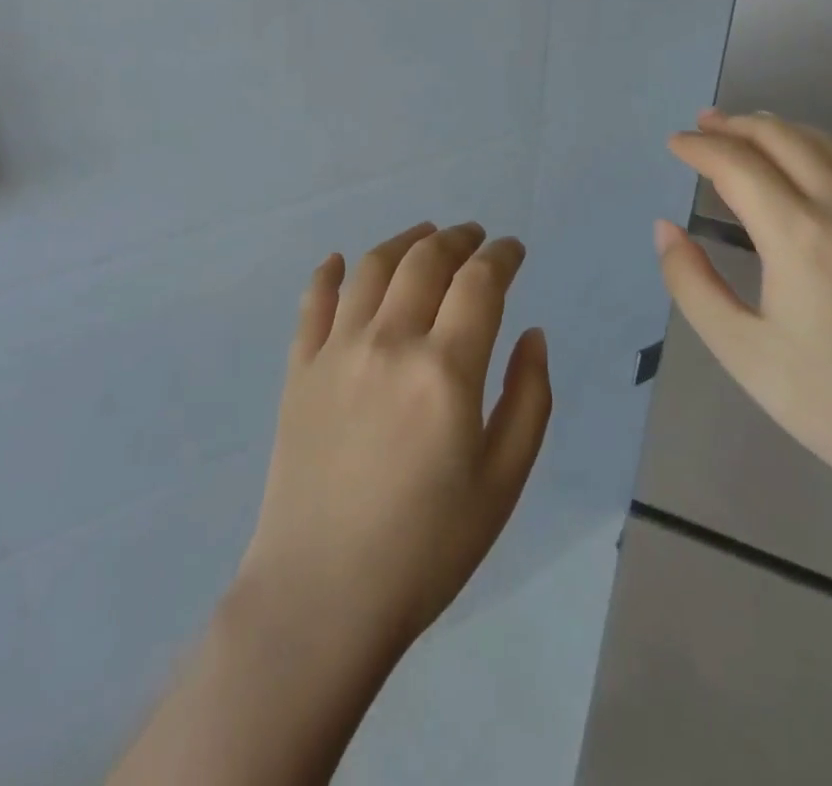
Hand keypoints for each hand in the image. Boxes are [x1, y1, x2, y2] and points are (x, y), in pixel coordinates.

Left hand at [236, 221, 551, 666]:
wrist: (322, 596)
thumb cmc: (427, 547)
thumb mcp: (503, 482)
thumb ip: (528, 398)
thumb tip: (533, 333)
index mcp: (446, 369)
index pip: (480, 282)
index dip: (502, 256)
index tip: (514, 250)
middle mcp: (390, 341)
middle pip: (426, 260)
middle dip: (458, 238)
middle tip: (475, 236)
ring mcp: (337, 350)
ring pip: (373, 267)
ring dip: (405, 240)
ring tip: (425, 235)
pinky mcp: (299, 368)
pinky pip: (314, 301)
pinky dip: (330, 273)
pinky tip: (341, 261)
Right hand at [656, 109, 831, 509]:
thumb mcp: (741, 350)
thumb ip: (691, 282)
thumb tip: (665, 229)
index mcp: (797, 234)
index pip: (737, 165)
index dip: (700, 148)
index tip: (674, 144)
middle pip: (783, 139)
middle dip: (737, 125)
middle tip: (703, 124)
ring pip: (828, 145)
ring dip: (782, 129)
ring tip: (750, 129)